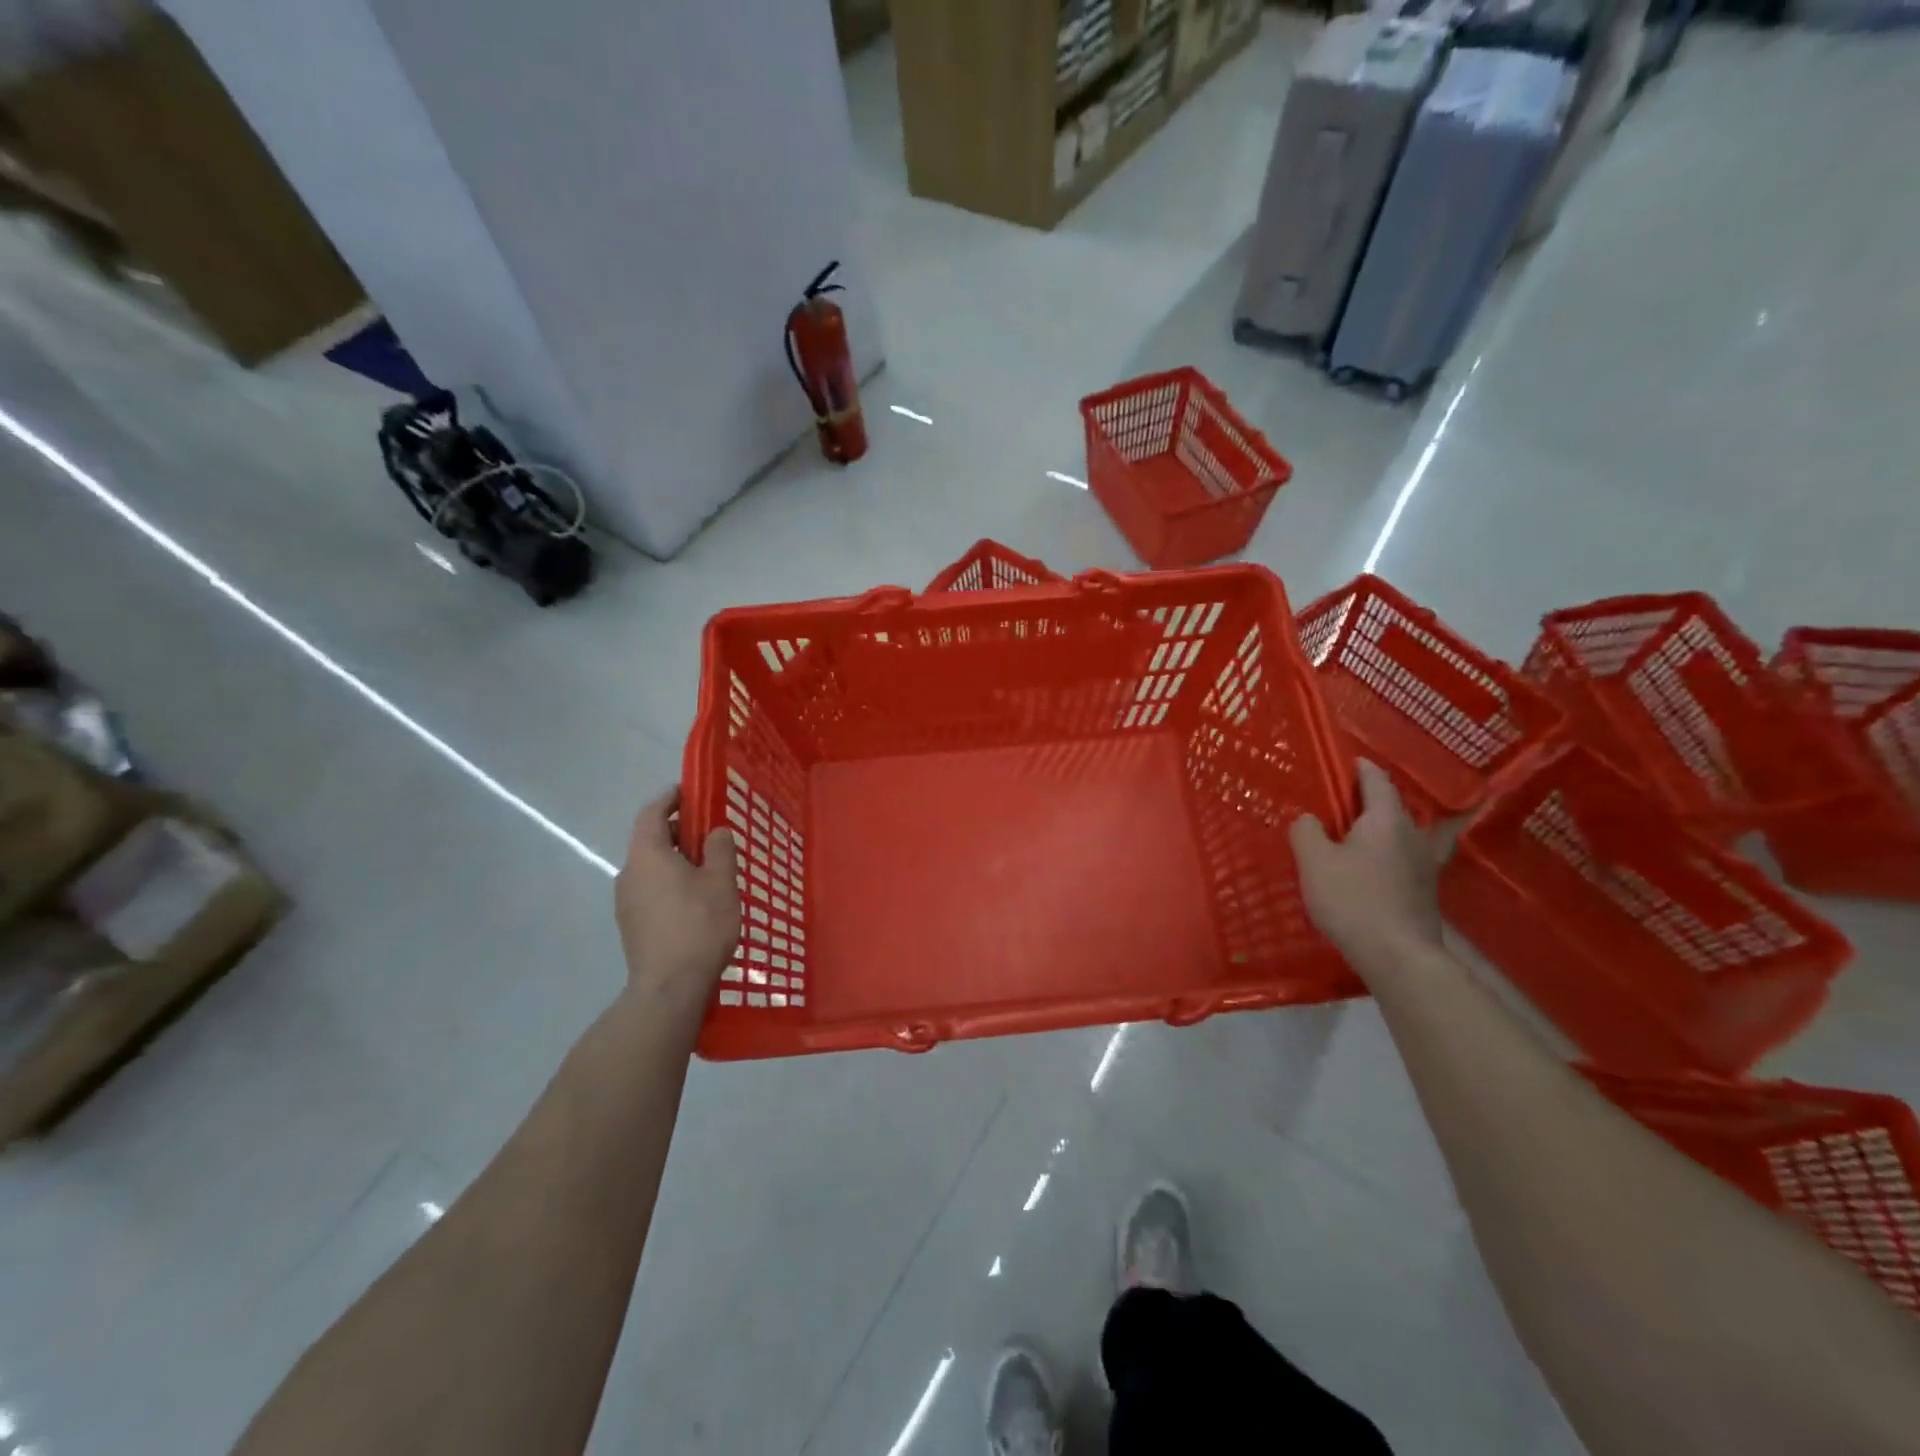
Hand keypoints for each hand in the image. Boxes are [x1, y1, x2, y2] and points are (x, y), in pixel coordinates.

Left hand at [615, 788, 740, 1004]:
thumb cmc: (698, 926)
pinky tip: (695, 901)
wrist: (669, 988)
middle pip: (650, 840)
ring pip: (651, 868)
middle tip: (710, 835)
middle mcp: (629, 873)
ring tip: (708, 871)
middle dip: (679, 832)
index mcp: (647, 855)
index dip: (670, 798)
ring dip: (676, 861)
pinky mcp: (631, 925)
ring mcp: (626, 902)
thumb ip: (719, 849)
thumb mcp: (721, 882)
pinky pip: (651, 890)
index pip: (652, 812)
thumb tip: (715, 832)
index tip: (690, 792)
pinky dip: (670, 883)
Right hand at [1289, 761, 1443, 976]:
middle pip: (1392, 807)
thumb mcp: (1314, 861)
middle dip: (1369, 799)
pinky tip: (1372, 867)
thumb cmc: (1354, 900)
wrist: (1399, 956)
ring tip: (1354, 833)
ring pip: (1399, 834)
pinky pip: (1402, 858)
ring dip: (1379, 828)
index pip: (1377, 781)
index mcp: (1386, 820)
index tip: (1349, 760)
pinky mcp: (1424, 890)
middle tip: (1340, 800)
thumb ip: (1306, 831)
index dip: (1362, 768)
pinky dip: (1386, 853)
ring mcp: (1424, 864)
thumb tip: (1309, 819)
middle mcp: (1412, 835)